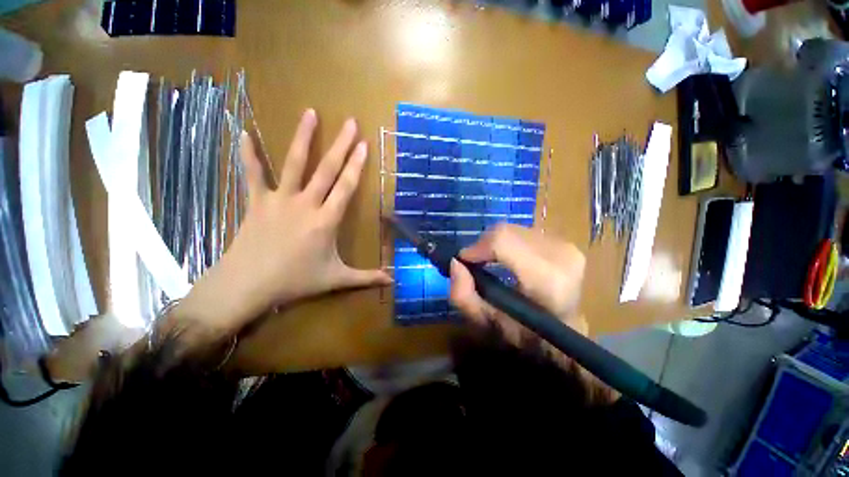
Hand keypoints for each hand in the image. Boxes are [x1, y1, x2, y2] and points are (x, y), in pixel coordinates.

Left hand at [175, 109, 389, 336]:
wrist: (248, 285)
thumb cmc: (296, 281)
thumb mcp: (336, 279)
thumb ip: (366, 278)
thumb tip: (392, 281)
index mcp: (326, 220)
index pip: (345, 187)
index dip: (356, 165)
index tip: (364, 145)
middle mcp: (305, 204)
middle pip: (326, 169)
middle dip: (340, 145)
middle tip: (349, 122)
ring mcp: (279, 199)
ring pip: (294, 163)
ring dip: (303, 137)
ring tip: (310, 113)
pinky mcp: (257, 201)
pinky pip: (252, 174)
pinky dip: (249, 153)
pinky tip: (244, 133)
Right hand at [450, 224, 617, 403]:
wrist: (567, 330)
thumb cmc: (527, 334)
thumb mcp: (487, 323)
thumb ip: (464, 296)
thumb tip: (455, 263)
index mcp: (547, 279)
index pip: (502, 241)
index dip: (478, 247)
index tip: (465, 261)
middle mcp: (561, 254)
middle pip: (505, 232)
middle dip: (483, 245)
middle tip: (477, 263)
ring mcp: (565, 245)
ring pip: (513, 229)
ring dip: (495, 243)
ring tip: (493, 261)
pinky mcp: (565, 241)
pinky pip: (523, 231)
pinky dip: (508, 242)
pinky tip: (509, 258)